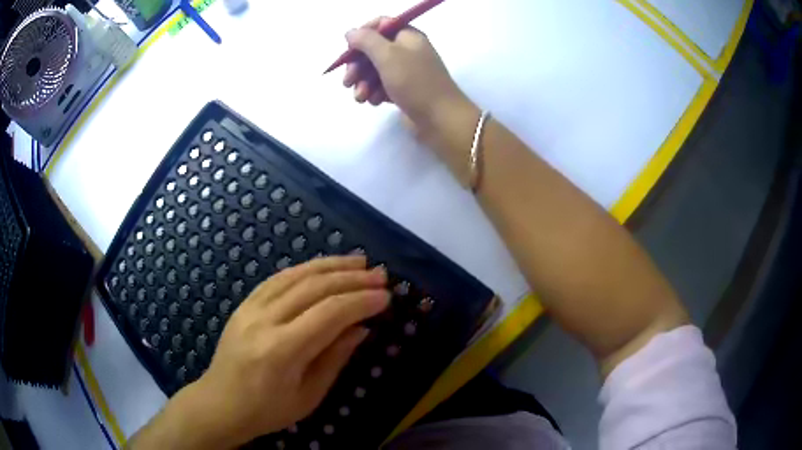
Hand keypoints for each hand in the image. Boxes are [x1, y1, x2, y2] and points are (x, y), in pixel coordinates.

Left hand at [130, 256, 388, 448]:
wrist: (220, 403)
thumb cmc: (268, 410)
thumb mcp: (309, 396)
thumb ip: (335, 358)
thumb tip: (360, 328)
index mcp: (281, 350)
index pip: (328, 313)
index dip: (360, 301)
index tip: (386, 296)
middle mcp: (264, 321)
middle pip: (313, 288)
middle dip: (351, 278)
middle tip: (379, 274)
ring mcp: (250, 308)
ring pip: (295, 276)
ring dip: (330, 265)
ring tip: (358, 261)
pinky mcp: (244, 304)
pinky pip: (277, 278)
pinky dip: (304, 269)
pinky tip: (322, 266)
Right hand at [344, 18, 481, 185]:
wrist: (441, 119)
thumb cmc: (415, 82)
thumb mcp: (388, 55)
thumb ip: (366, 40)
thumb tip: (350, 32)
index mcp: (408, 36)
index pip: (381, 24)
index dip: (362, 34)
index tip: (349, 49)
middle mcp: (407, 50)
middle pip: (373, 49)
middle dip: (358, 65)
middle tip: (348, 81)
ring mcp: (406, 71)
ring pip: (375, 70)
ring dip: (363, 82)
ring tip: (360, 98)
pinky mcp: (404, 90)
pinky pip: (382, 86)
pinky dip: (374, 92)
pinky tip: (374, 102)